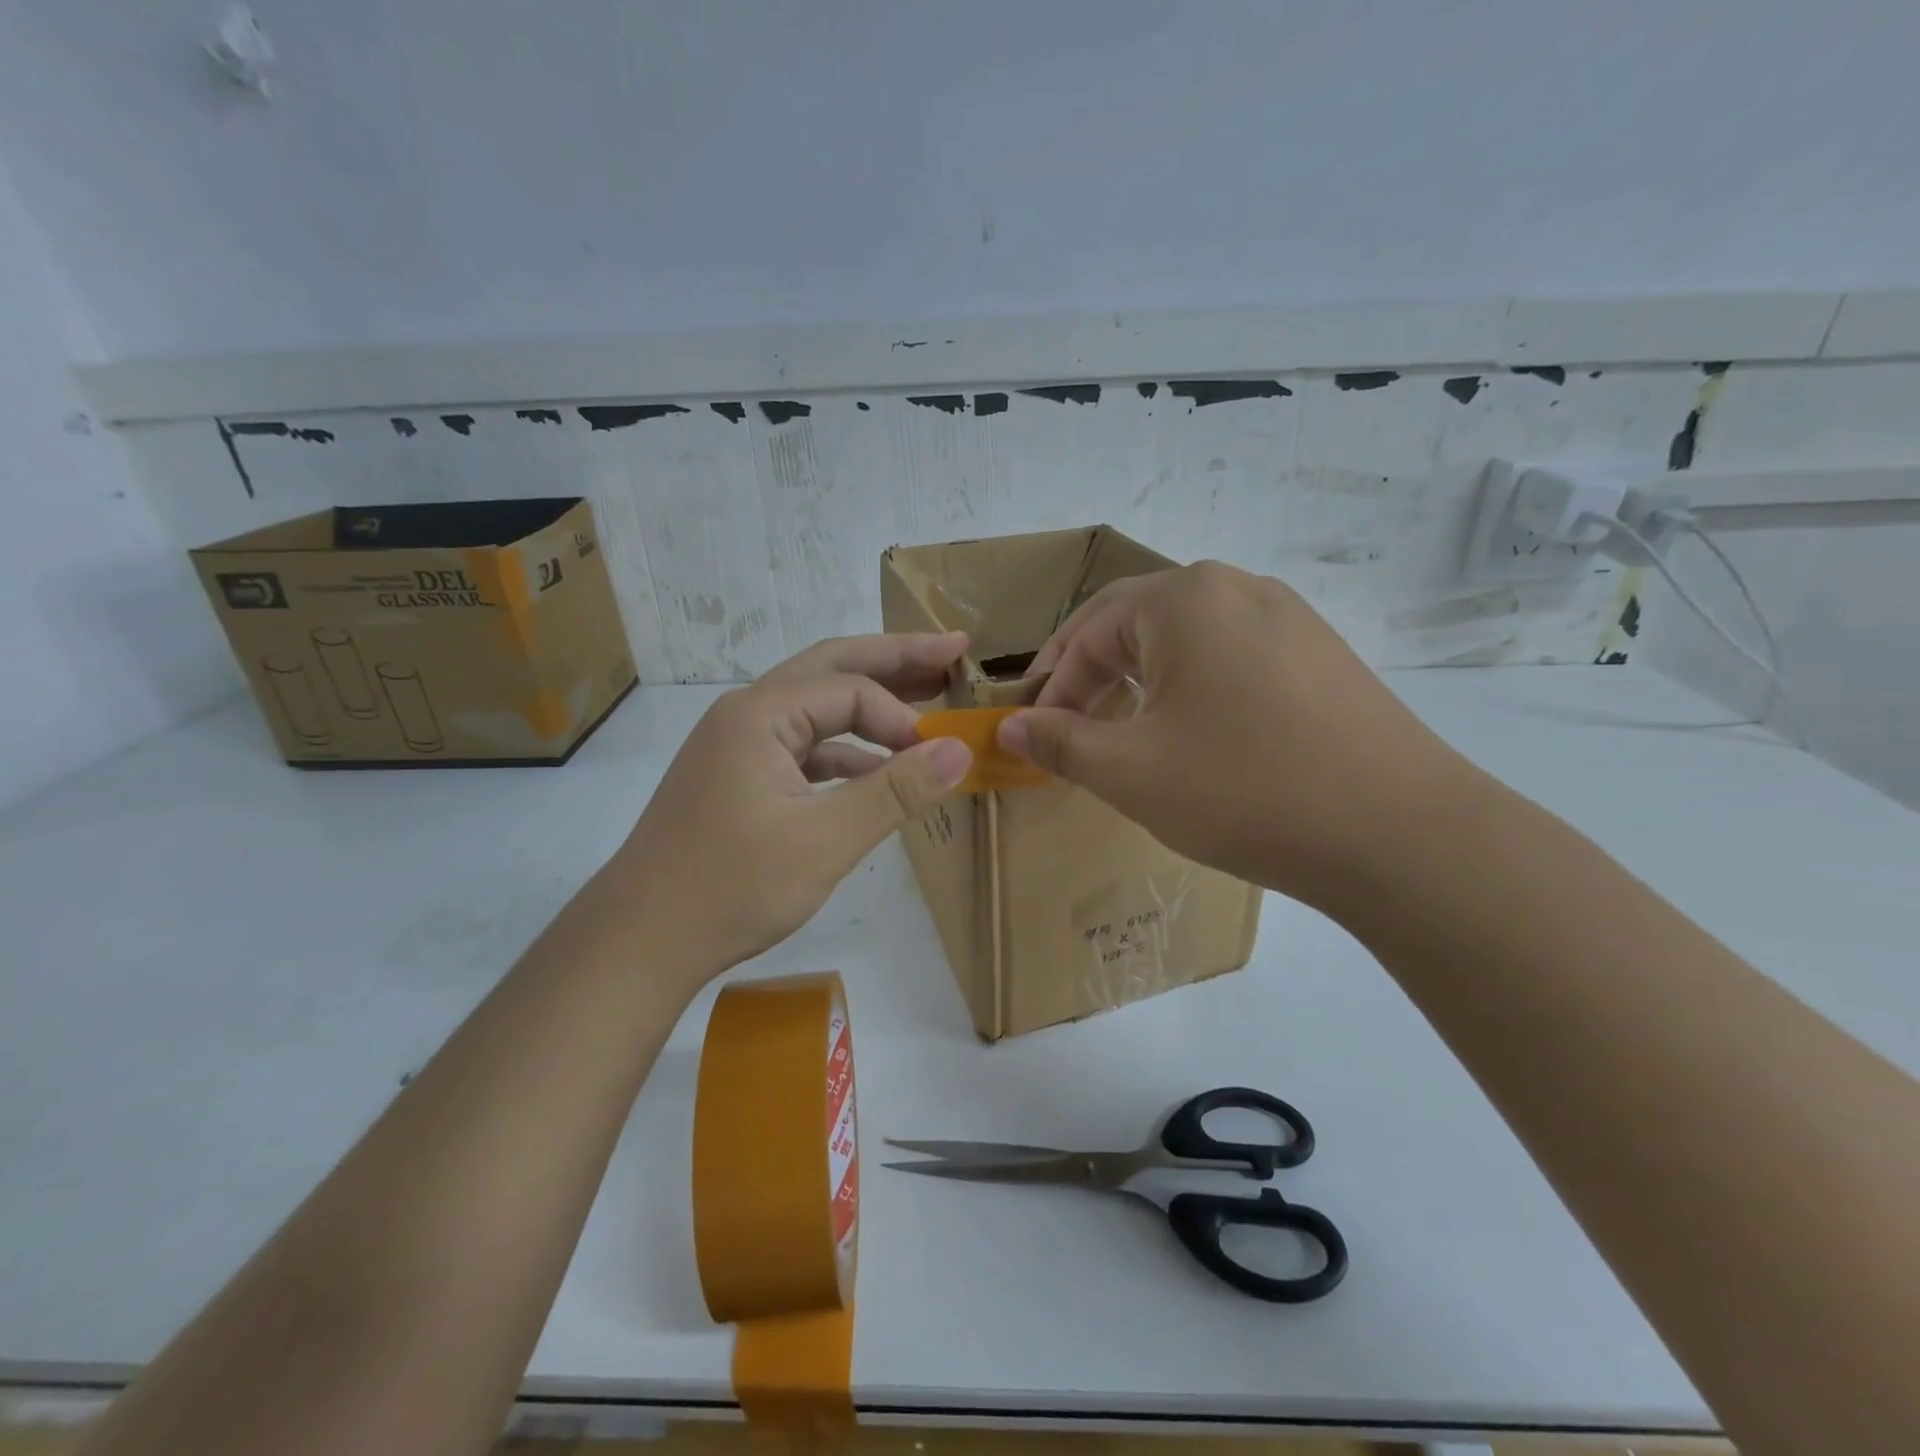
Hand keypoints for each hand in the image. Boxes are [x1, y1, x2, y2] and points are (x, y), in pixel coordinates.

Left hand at [610, 633, 973, 975]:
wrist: (641, 941)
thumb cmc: (731, 886)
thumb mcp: (825, 840)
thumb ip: (895, 792)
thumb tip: (960, 749)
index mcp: (759, 714)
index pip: (850, 690)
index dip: (901, 717)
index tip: (937, 758)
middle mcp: (747, 714)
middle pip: (831, 668)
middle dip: (894, 659)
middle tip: (953, 648)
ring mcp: (739, 746)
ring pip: (817, 707)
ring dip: (870, 704)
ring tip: (926, 696)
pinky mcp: (740, 778)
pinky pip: (804, 747)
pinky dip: (845, 751)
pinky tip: (877, 770)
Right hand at [998, 563, 1487, 909]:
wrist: (1400, 833)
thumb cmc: (1244, 789)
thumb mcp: (1131, 771)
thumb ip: (1060, 742)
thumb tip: (1010, 726)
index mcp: (1185, 599)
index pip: (1090, 630)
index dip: (1052, 684)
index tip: (1033, 733)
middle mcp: (1238, 588)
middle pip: (1137, 623)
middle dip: (1092, 675)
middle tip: (1067, 727)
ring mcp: (1289, 618)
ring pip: (1187, 640)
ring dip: (1140, 681)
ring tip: (1123, 732)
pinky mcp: (1321, 655)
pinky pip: (1232, 657)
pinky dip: (1192, 689)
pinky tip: (1194, 735)